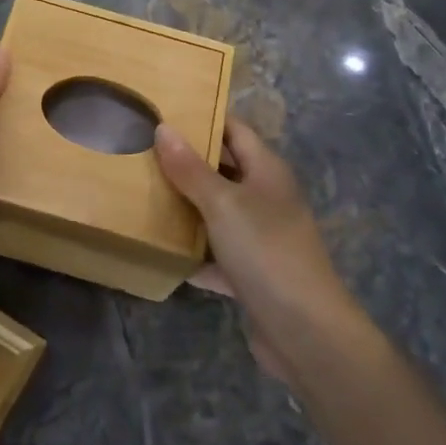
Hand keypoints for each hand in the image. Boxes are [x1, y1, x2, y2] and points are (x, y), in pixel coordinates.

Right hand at [155, 118, 367, 384]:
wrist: (305, 331)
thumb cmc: (266, 251)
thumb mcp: (223, 204)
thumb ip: (191, 169)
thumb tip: (163, 128)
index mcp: (267, 171)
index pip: (234, 130)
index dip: (203, 119)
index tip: (162, 113)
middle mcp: (266, 198)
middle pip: (223, 171)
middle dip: (186, 164)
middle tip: (140, 153)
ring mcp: (260, 238)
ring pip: (217, 214)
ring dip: (186, 209)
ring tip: (141, 194)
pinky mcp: (251, 273)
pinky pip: (216, 255)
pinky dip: (193, 255)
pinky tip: (161, 253)